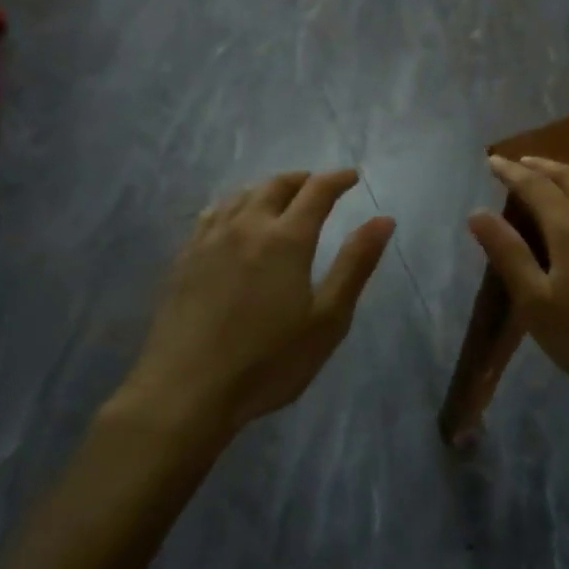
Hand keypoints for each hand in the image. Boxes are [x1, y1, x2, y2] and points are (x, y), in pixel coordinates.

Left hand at [129, 170, 393, 435]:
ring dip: (268, 188)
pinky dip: (235, 204)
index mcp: (286, 239)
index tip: (352, 176)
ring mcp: (210, 240)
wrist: (186, 392)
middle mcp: (247, 226)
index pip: (317, 191)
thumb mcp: (327, 320)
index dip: (337, 179)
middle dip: (303, 179)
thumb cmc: (268, 362)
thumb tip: (384, 220)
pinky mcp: (184, 258)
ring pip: (243, 195)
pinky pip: (213, 213)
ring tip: (281, 198)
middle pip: (277, 185)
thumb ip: (356, 264)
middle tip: (318, 186)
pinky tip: (234, 218)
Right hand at [468, 156, 568, 411]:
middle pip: (567, 176)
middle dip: (540, 166)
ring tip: (551, 176)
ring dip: (568, 174)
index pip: (534, 185)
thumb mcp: (536, 303)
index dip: (510, 171)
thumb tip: (477, 213)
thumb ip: (508, 253)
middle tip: (519, 163)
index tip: (492, 161)